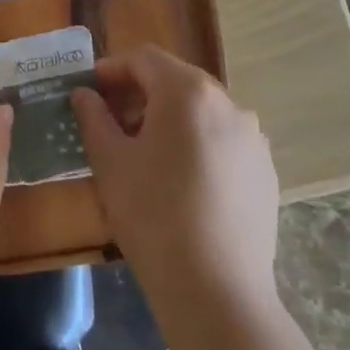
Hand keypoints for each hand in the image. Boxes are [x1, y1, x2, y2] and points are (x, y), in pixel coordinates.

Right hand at [71, 47, 280, 340]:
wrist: (217, 291)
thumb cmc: (153, 216)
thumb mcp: (111, 163)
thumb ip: (94, 117)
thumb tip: (85, 94)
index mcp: (188, 92)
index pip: (145, 58)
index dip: (112, 68)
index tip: (89, 89)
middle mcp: (228, 103)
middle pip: (176, 82)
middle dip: (140, 94)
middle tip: (110, 121)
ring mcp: (253, 137)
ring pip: (201, 112)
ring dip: (169, 120)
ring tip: (144, 154)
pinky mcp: (265, 170)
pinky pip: (223, 141)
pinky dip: (197, 145)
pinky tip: (181, 182)